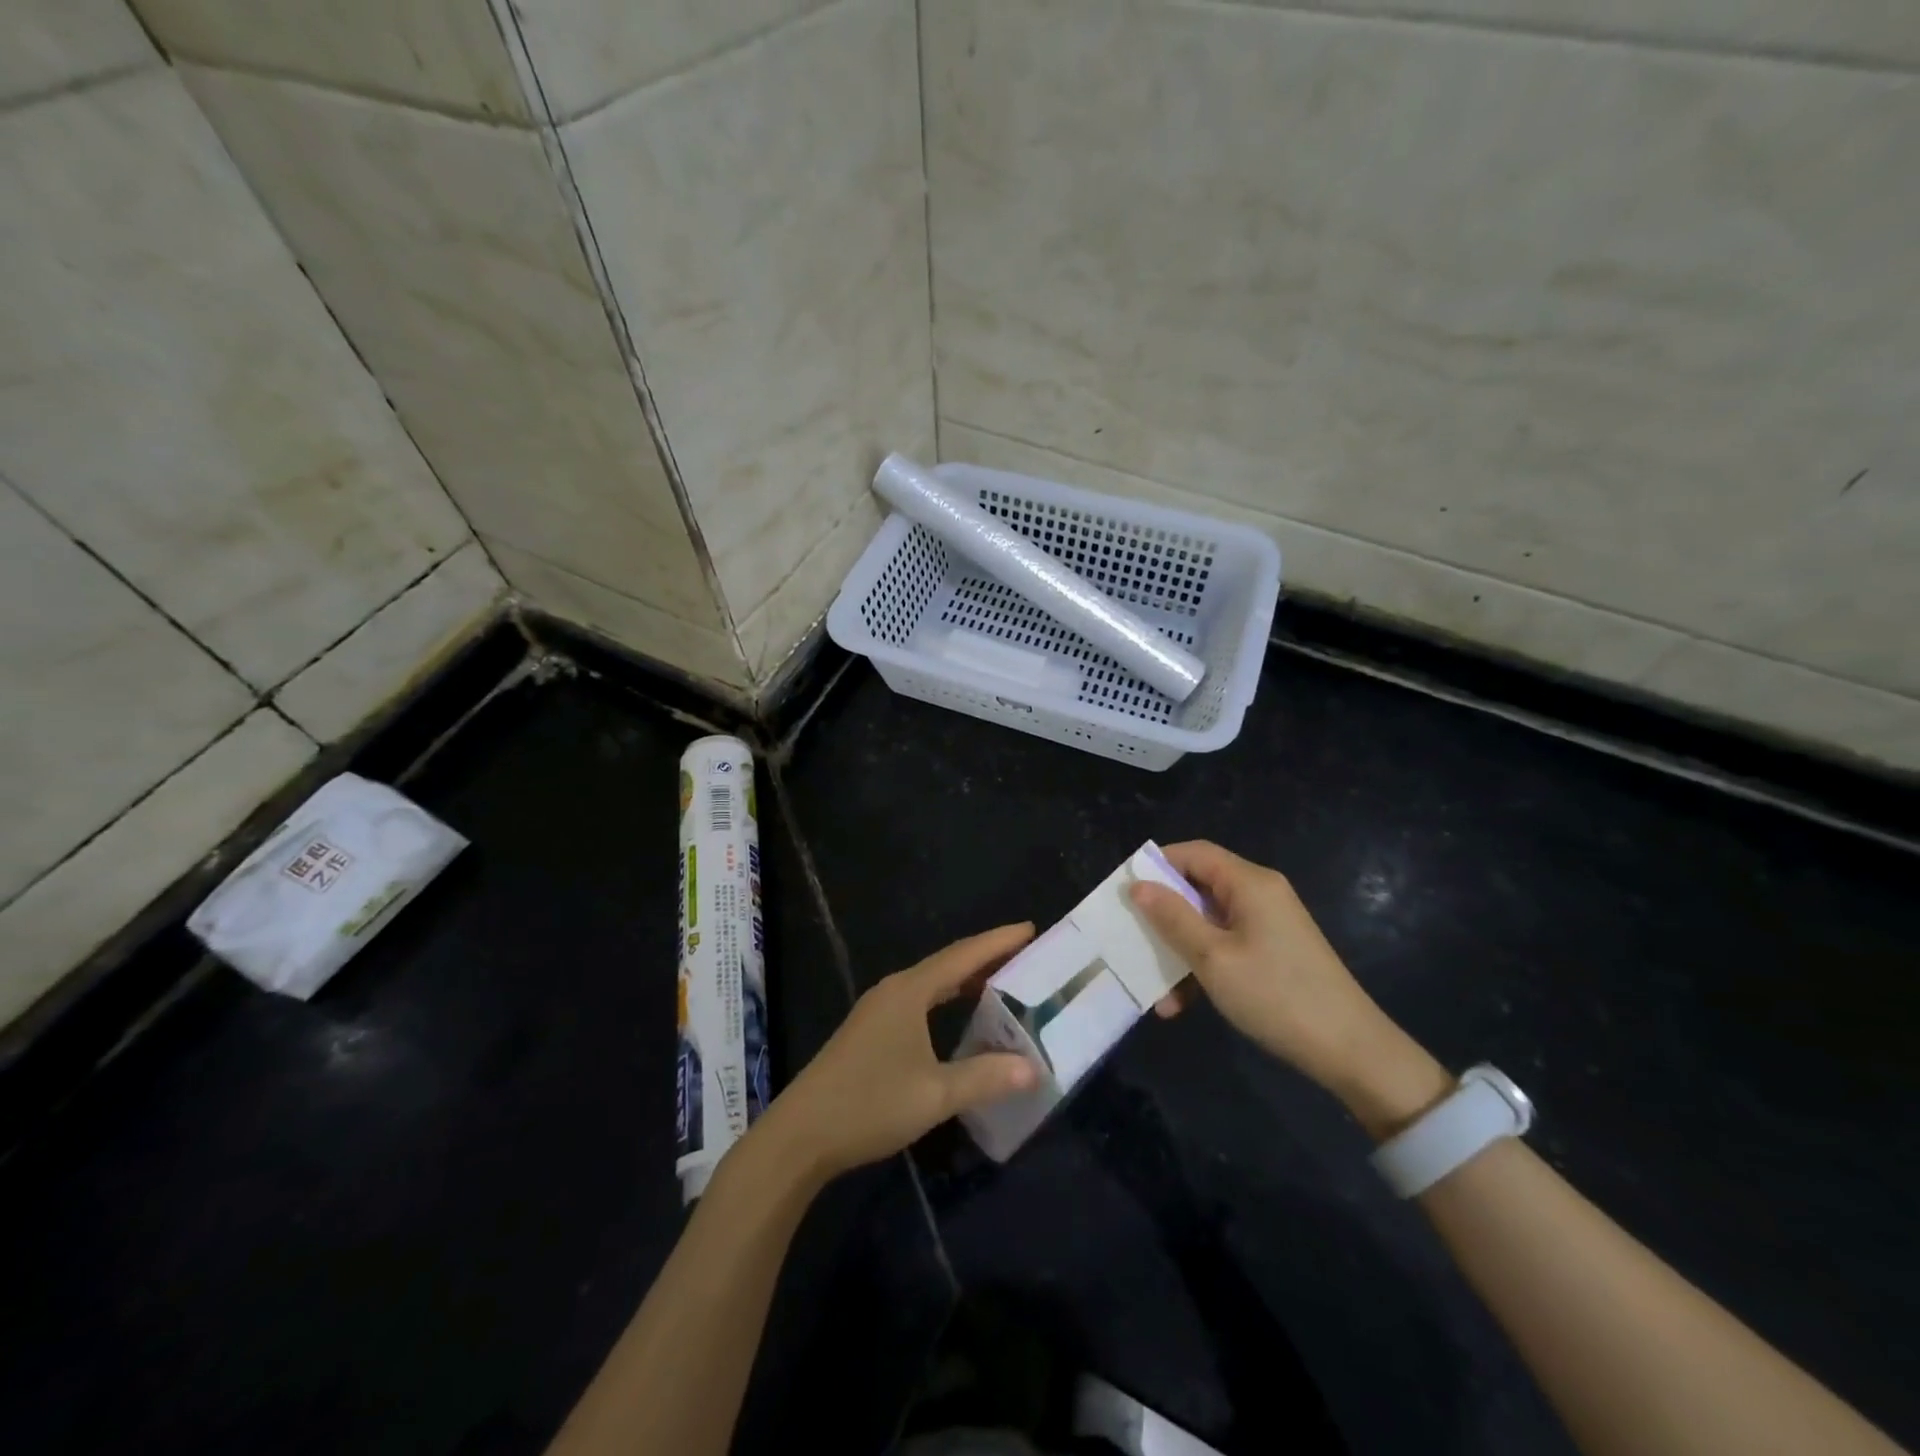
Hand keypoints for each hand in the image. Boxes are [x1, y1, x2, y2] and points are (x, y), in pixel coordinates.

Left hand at [756, 924, 1040, 1181]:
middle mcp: (893, 990)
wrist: (800, 1135)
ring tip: (1000, 981)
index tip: (1030, 928)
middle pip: (947, 964)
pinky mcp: (868, 1031)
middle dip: (986, 957)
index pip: (963, 956)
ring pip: (931, 983)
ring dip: (964, 979)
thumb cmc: (869, 1104)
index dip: (998, 941)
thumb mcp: (935, 1094)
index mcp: (909, 991)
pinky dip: (945, 999)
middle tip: (1024, 955)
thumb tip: (1033, 1069)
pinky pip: (918, 1000)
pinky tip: (956, 1016)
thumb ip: (985, 1077)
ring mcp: (877, 1010)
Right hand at [1130, 841, 1449, 1134]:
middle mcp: (1260, 895)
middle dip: (1163, 915)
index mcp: (1249, 883)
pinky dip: (1203, 967)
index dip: (1157, 865)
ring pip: (1208, 923)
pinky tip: (1182, 1005)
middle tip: (1131, 937)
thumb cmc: (1276, 995)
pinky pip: (1226, 946)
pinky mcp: (1273, 952)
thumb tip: (1138, 886)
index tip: (1125, 891)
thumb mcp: (1213, 958)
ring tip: (1155, 988)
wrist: (1351, 1052)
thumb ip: (1173, 918)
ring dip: (1180, 951)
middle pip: (1198, 888)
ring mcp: (1268, 925)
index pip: (1194, 853)